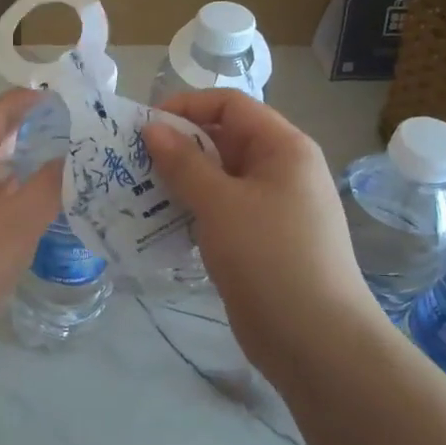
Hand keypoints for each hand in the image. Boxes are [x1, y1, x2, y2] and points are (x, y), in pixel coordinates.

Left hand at [0, 88, 62, 360]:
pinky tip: (42, 204)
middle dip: (29, 129)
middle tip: (74, 127)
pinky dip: (17, 192)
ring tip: (67, 160)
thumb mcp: (17, 225)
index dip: (26, 101)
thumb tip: (73, 153)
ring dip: (25, 162)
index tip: (64, 95)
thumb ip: (48, 186)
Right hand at [142, 90, 386, 373]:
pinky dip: (191, 211)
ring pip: (218, 179)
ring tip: (135, 191)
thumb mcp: (220, 203)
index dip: (187, 106)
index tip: (144, 126)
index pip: (231, 105)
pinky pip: (220, 212)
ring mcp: (271, 208)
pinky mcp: (259, 241)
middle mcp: (280, 170)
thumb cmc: (269, 256)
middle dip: (177, 146)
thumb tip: (152, 128)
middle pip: (224, 140)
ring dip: (179, 181)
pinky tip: (158, 223)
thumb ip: (183, 163)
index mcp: (283, 147)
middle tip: (130, 161)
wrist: (315, 339)